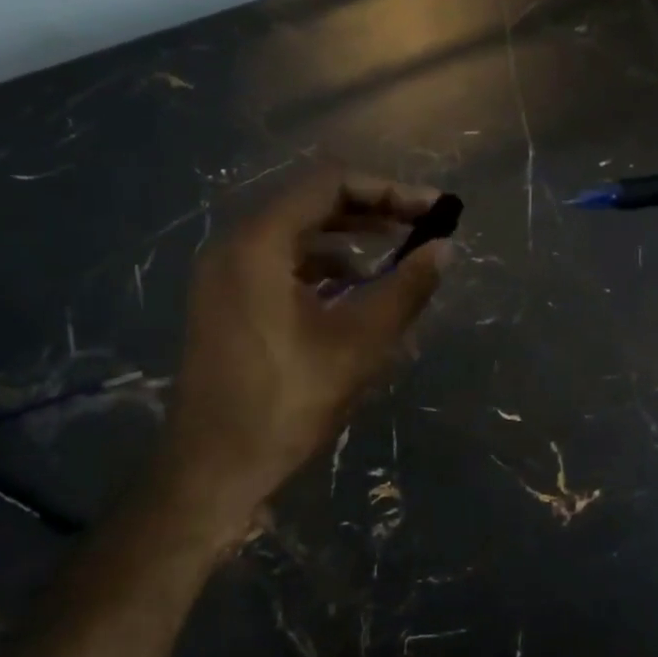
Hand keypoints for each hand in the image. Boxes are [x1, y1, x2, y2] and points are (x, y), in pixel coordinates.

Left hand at [165, 166, 450, 537]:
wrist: (211, 472)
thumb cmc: (285, 402)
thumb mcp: (359, 343)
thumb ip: (406, 287)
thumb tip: (445, 249)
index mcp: (258, 242)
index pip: (331, 184)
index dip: (389, 190)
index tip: (433, 210)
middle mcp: (234, 245)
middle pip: (312, 203)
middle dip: (372, 211)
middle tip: (421, 228)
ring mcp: (224, 274)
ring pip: (297, 233)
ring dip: (349, 239)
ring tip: (396, 258)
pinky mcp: (225, 300)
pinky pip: (280, 262)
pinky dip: (322, 265)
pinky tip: (354, 291)